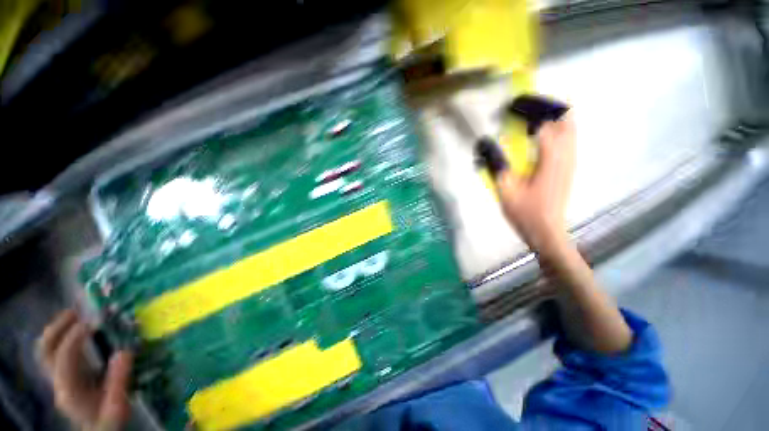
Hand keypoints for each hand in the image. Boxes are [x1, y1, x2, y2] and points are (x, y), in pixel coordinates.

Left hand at [37, 310, 132, 430]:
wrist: (100, 427)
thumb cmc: (110, 418)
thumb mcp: (118, 405)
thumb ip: (119, 382)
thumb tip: (125, 351)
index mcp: (69, 389)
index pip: (63, 359)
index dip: (74, 338)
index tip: (93, 322)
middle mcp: (58, 381)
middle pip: (46, 351)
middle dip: (57, 328)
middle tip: (77, 312)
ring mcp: (59, 377)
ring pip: (47, 349)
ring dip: (59, 329)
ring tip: (76, 314)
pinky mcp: (66, 373)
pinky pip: (57, 350)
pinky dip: (64, 336)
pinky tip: (79, 330)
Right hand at [495, 114, 575, 253]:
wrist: (546, 232)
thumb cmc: (525, 213)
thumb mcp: (505, 189)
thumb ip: (496, 163)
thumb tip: (485, 142)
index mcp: (551, 158)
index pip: (543, 122)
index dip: (526, 111)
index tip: (508, 108)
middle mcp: (567, 154)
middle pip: (565, 116)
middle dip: (545, 105)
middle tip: (523, 105)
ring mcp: (571, 160)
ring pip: (569, 126)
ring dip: (551, 114)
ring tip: (529, 115)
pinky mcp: (569, 166)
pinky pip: (567, 137)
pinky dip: (555, 127)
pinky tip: (538, 134)